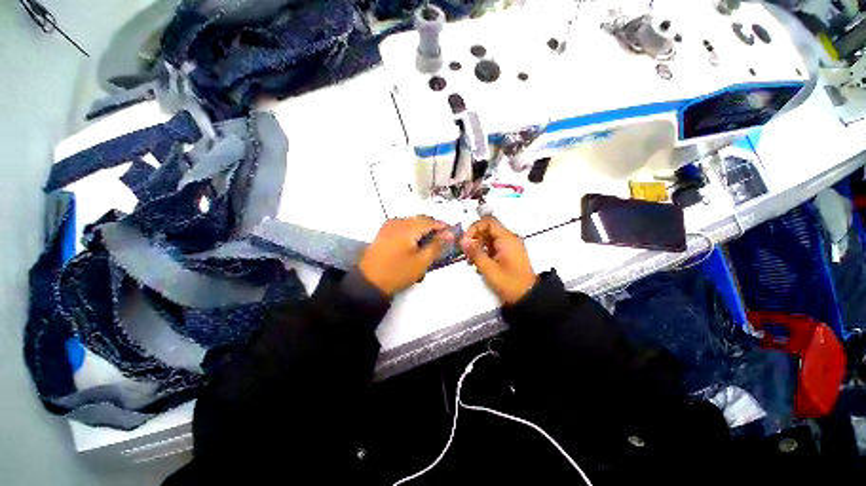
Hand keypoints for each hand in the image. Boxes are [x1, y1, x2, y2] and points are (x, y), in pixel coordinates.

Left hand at [358, 216, 454, 295]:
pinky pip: (402, 226)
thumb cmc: (398, 272)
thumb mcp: (421, 261)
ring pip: (411, 222)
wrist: (368, 282)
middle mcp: (398, 222)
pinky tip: (414, 243)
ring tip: (429, 242)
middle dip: (433, 228)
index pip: (431, 221)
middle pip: (421, 219)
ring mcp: (389, 226)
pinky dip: (412, 231)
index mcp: (408, 227)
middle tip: (442, 240)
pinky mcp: (383, 232)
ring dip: (422, 229)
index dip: (443, 227)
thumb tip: (449, 234)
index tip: (452, 235)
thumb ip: (437, 245)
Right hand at [460, 217, 535, 304]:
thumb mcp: (489, 269)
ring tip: (471, 262)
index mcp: (507, 239)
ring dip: (478, 247)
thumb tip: (463, 240)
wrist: (529, 298)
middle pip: (487, 229)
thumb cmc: (509, 283)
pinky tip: (479, 264)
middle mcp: (509, 238)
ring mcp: (510, 246)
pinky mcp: (509, 253)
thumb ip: (475, 253)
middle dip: (474, 239)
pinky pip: (493, 246)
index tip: (466, 241)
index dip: (474, 228)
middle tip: (466, 254)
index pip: (488, 221)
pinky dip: (484, 252)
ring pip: (489, 238)